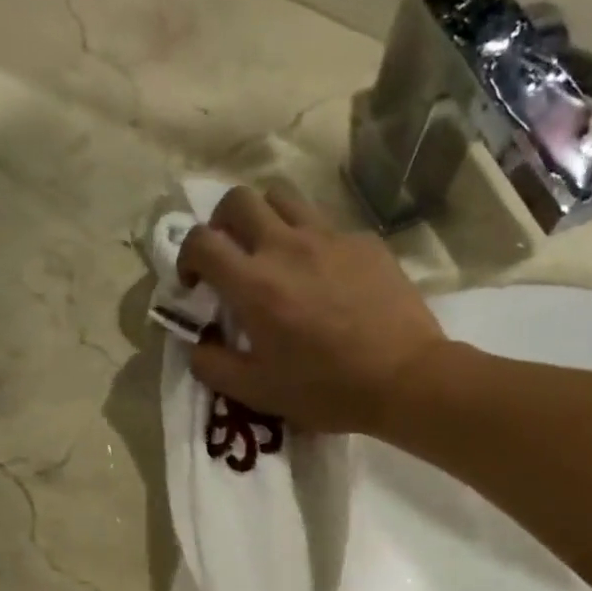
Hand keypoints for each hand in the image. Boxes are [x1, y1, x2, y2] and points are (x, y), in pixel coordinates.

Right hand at [178, 184, 445, 434]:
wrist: (405, 378)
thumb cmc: (327, 390)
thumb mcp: (259, 393)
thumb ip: (214, 367)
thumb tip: (197, 344)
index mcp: (254, 284)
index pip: (200, 241)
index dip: (186, 257)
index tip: (195, 283)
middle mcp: (286, 246)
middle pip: (238, 200)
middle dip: (222, 223)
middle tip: (231, 256)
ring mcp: (329, 238)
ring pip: (283, 197)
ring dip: (266, 218)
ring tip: (273, 252)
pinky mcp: (364, 242)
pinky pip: (326, 225)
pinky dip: (312, 241)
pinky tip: (325, 276)